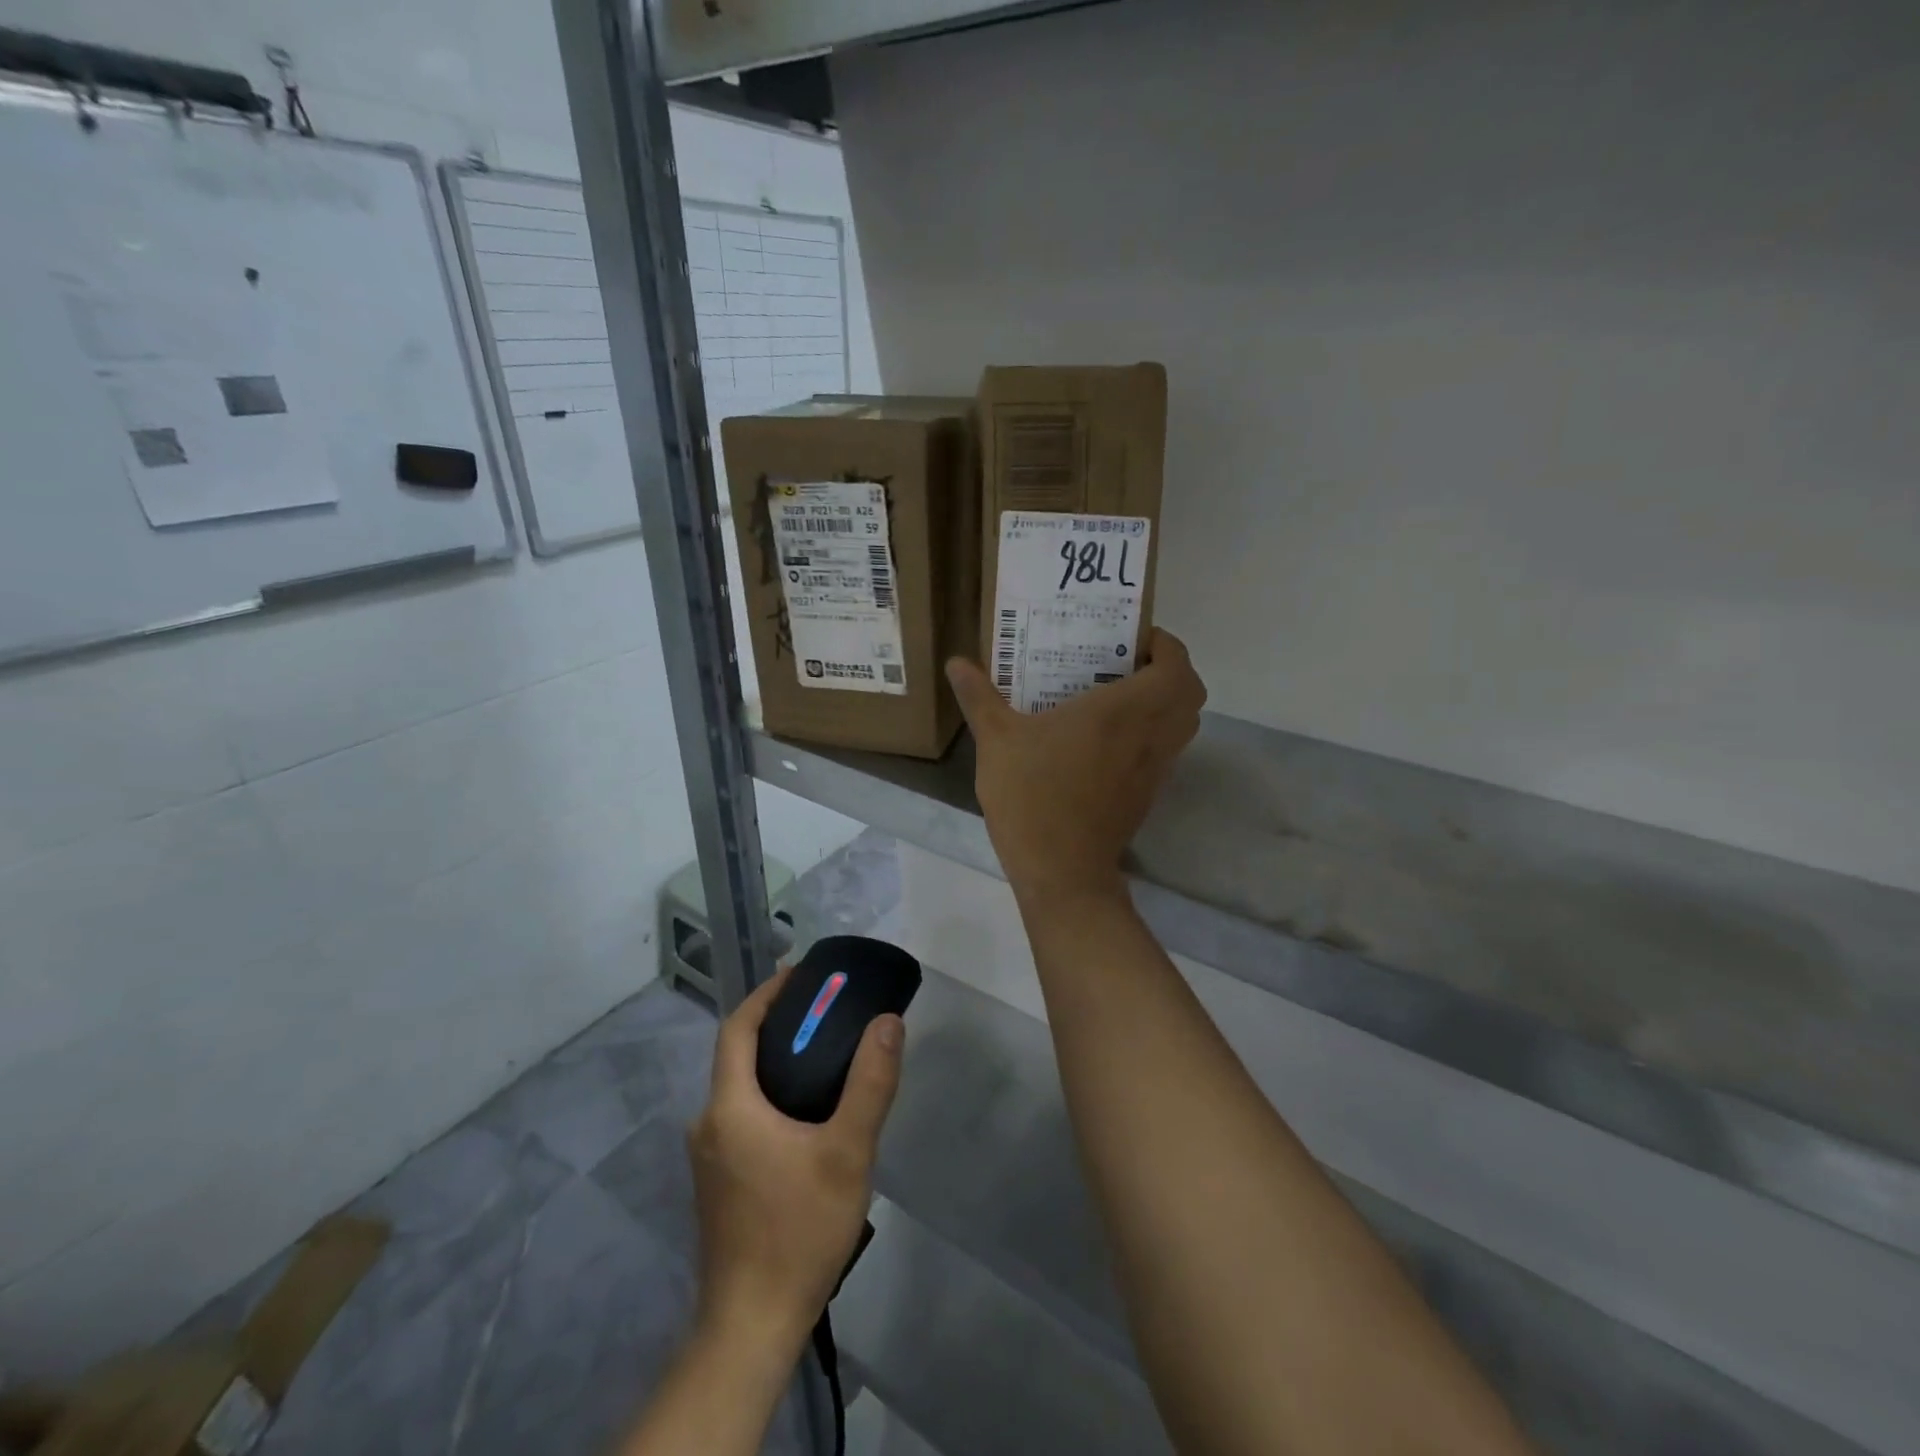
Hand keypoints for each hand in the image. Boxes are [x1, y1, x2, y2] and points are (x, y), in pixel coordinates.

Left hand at [688, 966, 904, 1359]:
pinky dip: (770, 1094)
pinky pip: (742, 1116)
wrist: (753, 1325)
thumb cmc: (798, 1230)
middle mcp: (709, 1124)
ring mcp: (709, 1157)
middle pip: (737, 1055)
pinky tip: (807, 1112)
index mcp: (729, 1108)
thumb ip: (870, 1084)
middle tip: (824, 1010)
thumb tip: (887, 1022)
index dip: (766, 994)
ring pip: (740, 1088)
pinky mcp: (719, 1182)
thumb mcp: (847, 1153)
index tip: (800, 973)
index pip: (737, 1028)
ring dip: (775, 1061)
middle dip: (776, 1024)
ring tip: (823, 1053)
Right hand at [946, 628, 1206, 908]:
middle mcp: (1151, 734)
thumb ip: (979, 697)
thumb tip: (955, 663)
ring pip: (1184, 724)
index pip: (1176, 664)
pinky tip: (1108, 740)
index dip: (1165, 645)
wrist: (1061, 871)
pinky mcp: (1148, 794)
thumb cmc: (1032, 796)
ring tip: (1119, 696)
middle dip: (1169, 670)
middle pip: (1191, 692)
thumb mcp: (996, 741)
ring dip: (1165, 703)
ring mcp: (1155, 768)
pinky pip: (1167, 750)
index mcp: (1123, 710)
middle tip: (1127, 664)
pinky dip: (1154, 734)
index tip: (1132, 639)